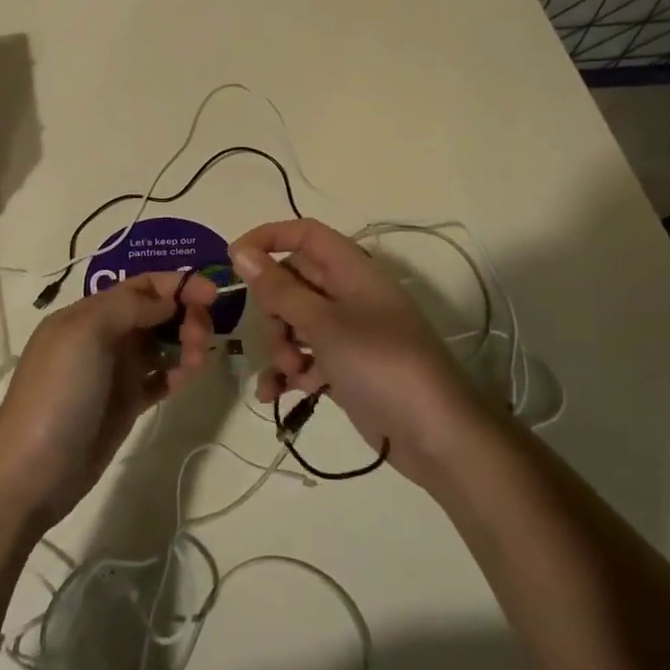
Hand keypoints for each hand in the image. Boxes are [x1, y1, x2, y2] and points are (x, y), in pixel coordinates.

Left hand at [0, 271, 219, 531]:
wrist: (33, 469)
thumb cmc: (59, 391)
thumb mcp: (86, 333)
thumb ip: (129, 307)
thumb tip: (167, 300)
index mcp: (89, 313)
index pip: (140, 286)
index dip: (177, 284)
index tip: (213, 295)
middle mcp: (103, 337)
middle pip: (155, 313)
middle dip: (185, 315)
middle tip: (200, 339)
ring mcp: (114, 372)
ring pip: (160, 344)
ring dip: (185, 344)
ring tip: (196, 363)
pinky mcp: (125, 404)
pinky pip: (158, 379)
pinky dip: (177, 374)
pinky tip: (187, 379)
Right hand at [229, 219, 499, 489]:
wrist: (436, 435)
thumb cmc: (380, 365)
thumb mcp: (324, 324)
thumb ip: (279, 290)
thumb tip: (240, 253)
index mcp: (352, 271)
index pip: (305, 234)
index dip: (269, 238)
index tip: (233, 260)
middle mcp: (349, 296)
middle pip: (294, 282)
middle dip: (273, 310)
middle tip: (277, 337)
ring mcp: (348, 334)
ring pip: (295, 323)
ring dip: (281, 346)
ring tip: (290, 373)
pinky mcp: (345, 368)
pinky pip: (306, 358)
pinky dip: (289, 373)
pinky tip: (274, 395)